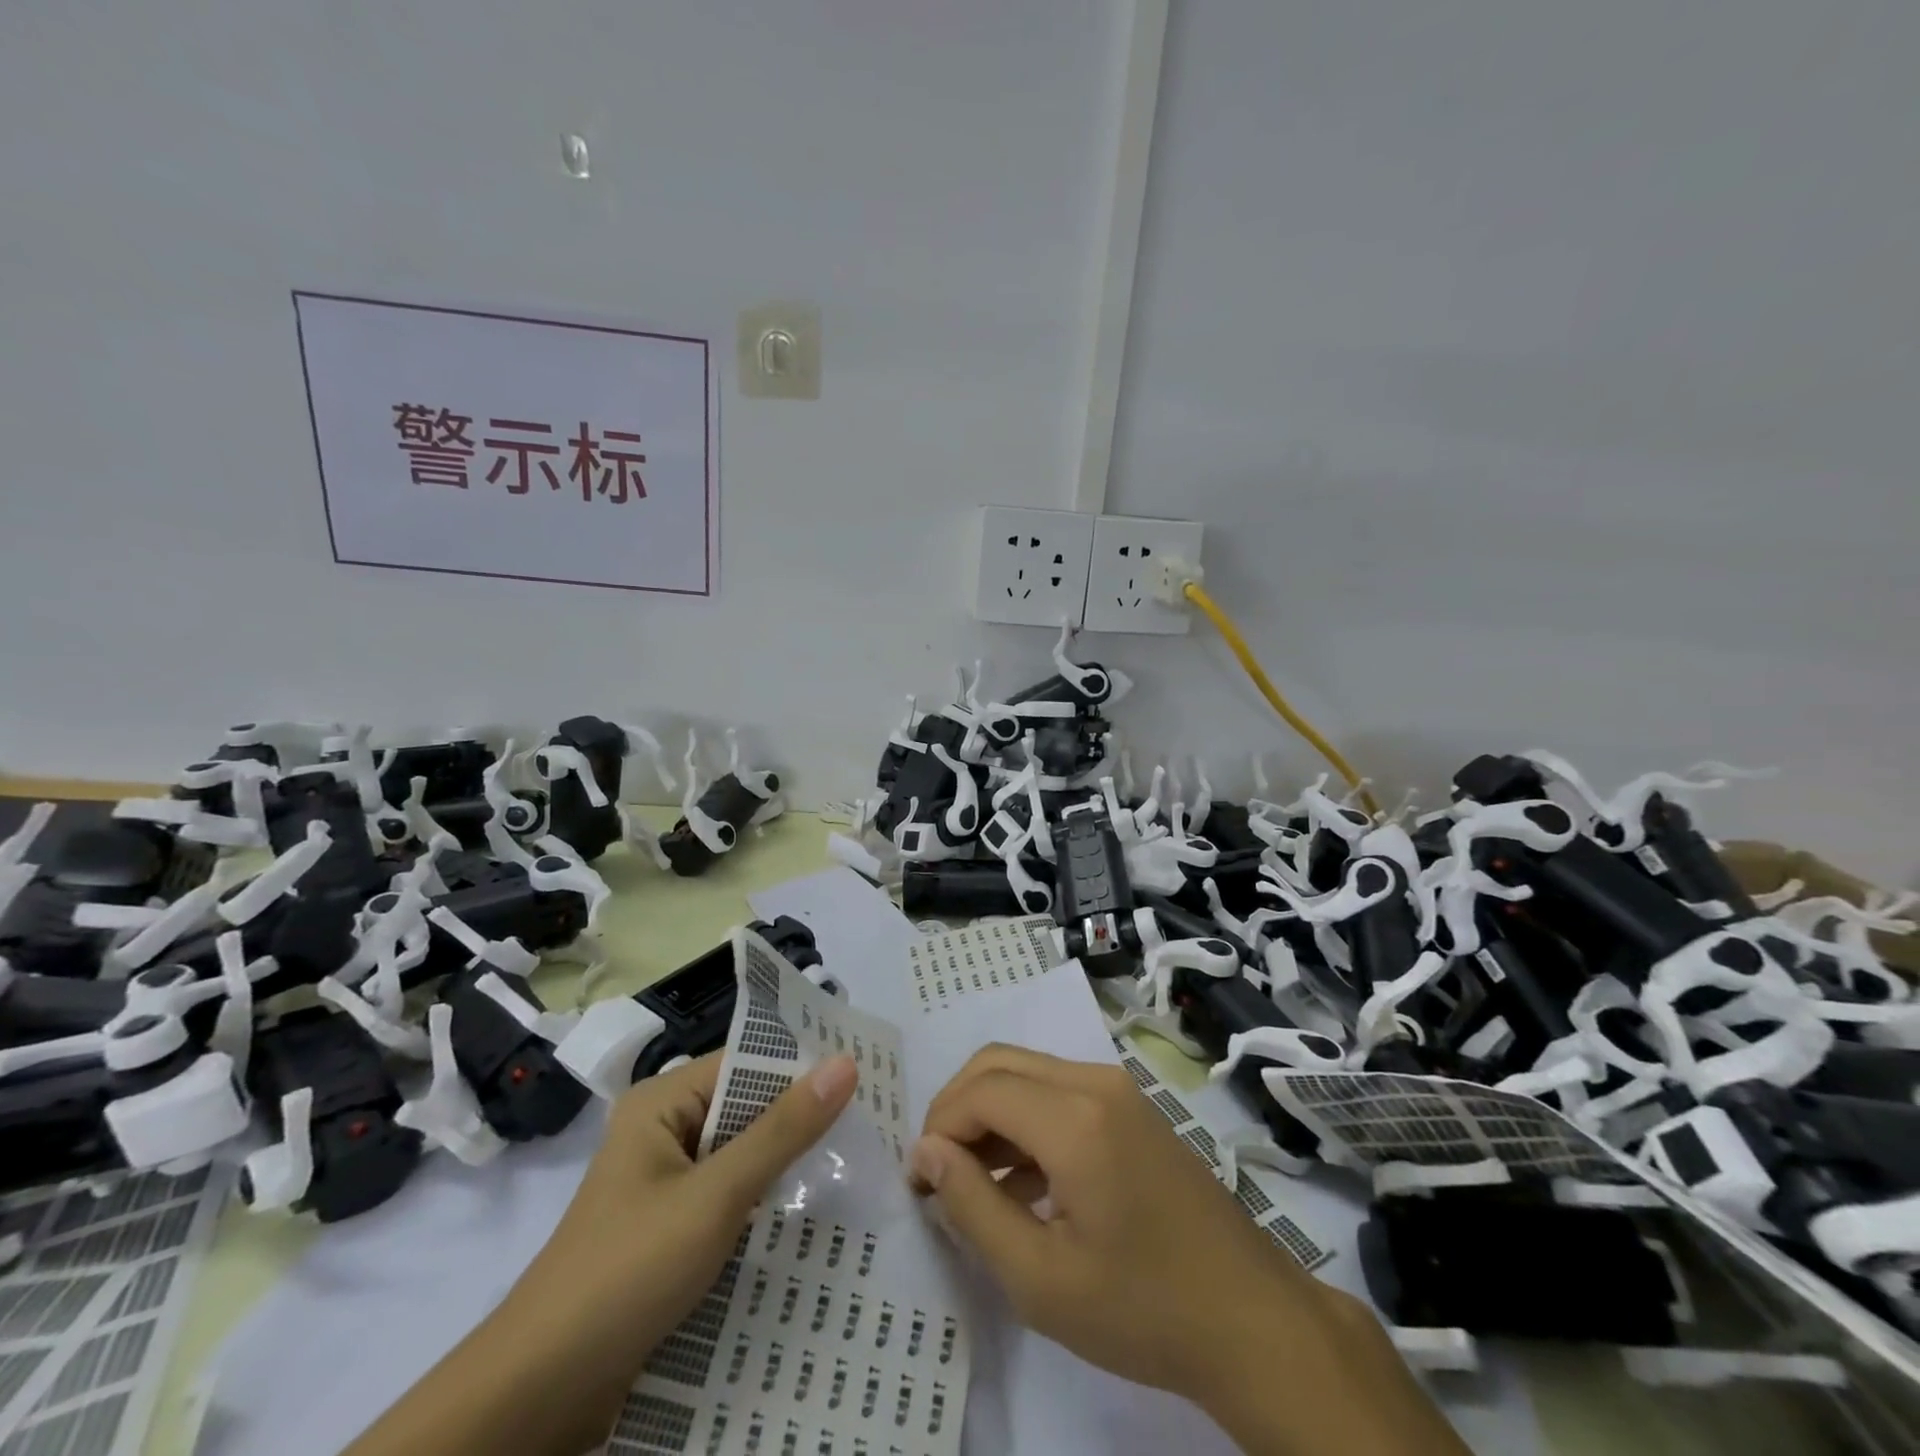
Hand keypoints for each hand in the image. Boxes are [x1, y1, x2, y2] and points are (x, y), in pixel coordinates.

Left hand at [515, 1052, 859, 1411]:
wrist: (537, 1399)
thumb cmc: (628, 1272)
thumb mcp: (716, 1195)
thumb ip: (783, 1130)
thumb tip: (845, 1062)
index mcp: (662, 1103)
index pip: (748, 1065)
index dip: (803, 1073)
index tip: (866, 1085)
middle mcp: (662, 1132)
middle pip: (746, 1111)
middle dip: (800, 1125)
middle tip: (870, 1130)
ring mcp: (663, 1185)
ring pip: (741, 1159)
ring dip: (785, 1170)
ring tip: (854, 1170)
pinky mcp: (667, 1232)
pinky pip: (727, 1200)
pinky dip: (762, 1207)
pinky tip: (809, 1221)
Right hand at [909, 1047, 1465, 1455]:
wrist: (1252, 1319)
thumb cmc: (1143, 1308)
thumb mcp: (1041, 1279)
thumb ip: (974, 1208)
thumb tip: (927, 1153)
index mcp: (1074, 1117)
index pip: (979, 1091)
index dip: (937, 1128)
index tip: (920, 1182)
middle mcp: (1095, 1081)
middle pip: (998, 1064)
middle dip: (956, 1109)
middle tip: (939, 1172)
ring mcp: (1118, 1088)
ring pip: (1027, 1072)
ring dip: (989, 1112)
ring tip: (973, 1182)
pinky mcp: (1131, 1105)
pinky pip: (1058, 1089)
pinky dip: (1024, 1118)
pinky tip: (1021, 1181)